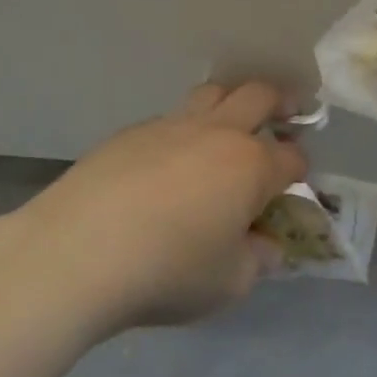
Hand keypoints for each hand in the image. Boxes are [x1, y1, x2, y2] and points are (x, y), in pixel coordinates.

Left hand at [0, 82, 306, 332]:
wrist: (78, 253)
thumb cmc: (168, 271)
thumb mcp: (229, 283)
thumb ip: (256, 260)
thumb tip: (263, 245)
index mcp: (251, 166)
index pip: (292, 157)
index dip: (299, 170)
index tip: (293, 186)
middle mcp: (217, 133)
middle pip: (258, 96)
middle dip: (280, 103)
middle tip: (285, 116)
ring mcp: (170, 126)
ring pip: (211, 94)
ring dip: (229, 104)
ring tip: (227, 129)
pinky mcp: (129, 133)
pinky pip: (168, 119)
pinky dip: (182, 132)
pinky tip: (167, 164)